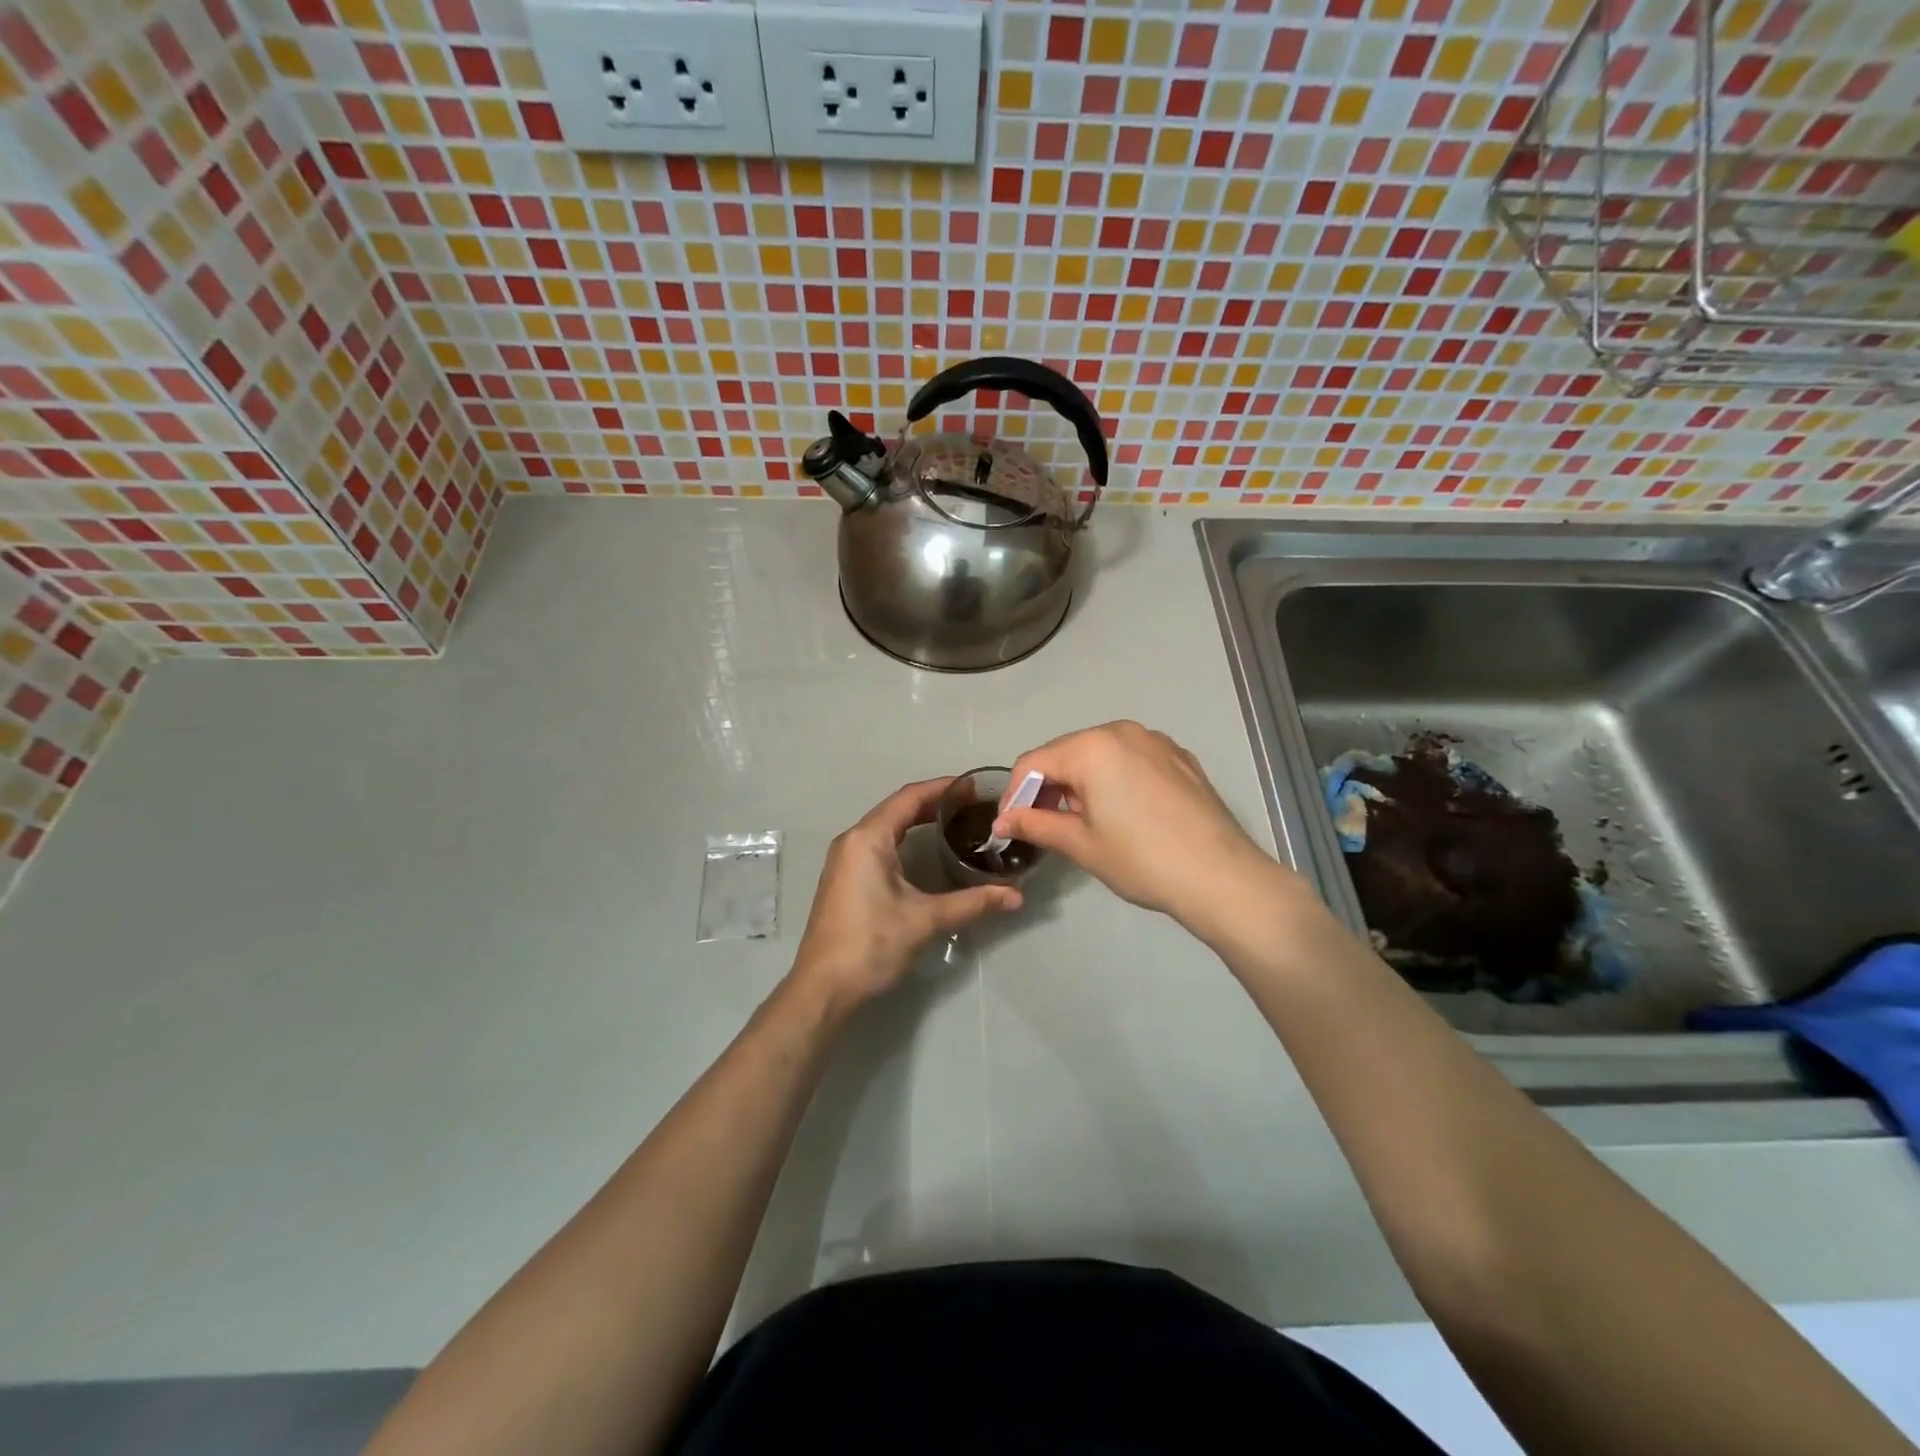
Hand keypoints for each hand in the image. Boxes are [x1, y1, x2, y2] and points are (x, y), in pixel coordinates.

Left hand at [788, 778, 1022, 1013]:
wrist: (823, 988)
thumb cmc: (871, 945)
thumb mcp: (926, 920)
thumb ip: (973, 903)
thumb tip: (1016, 896)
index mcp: (868, 839)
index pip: (909, 798)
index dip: (943, 788)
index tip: (975, 786)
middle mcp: (853, 841)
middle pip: (897, 808)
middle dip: (934, 803)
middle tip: (973, 806)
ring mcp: (845, 860)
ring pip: (886, 827)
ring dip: (918, 821)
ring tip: (956, 823)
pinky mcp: (845, 879)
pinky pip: (878, 844)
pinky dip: (904, 839)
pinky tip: (926, 852)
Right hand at [995, 721, 1295, 935]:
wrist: (1221, 876)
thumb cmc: (1141, 860)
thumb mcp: (1081, 844)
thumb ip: (1036, 824)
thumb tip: (1003, 821)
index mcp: (1092, 747)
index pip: (1033, 763)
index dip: (1014, 795)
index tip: (1008, 827)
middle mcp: (1122, 731)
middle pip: (1066, 753)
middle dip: (1048, 787)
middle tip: (1042, 827)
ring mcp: (1156, 741)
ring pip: (1100, 755)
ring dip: (1081, 783)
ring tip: (1082, 822)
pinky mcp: (1179, 757)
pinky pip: (1131, 760)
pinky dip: (1114, 780)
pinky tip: (1122, 814)